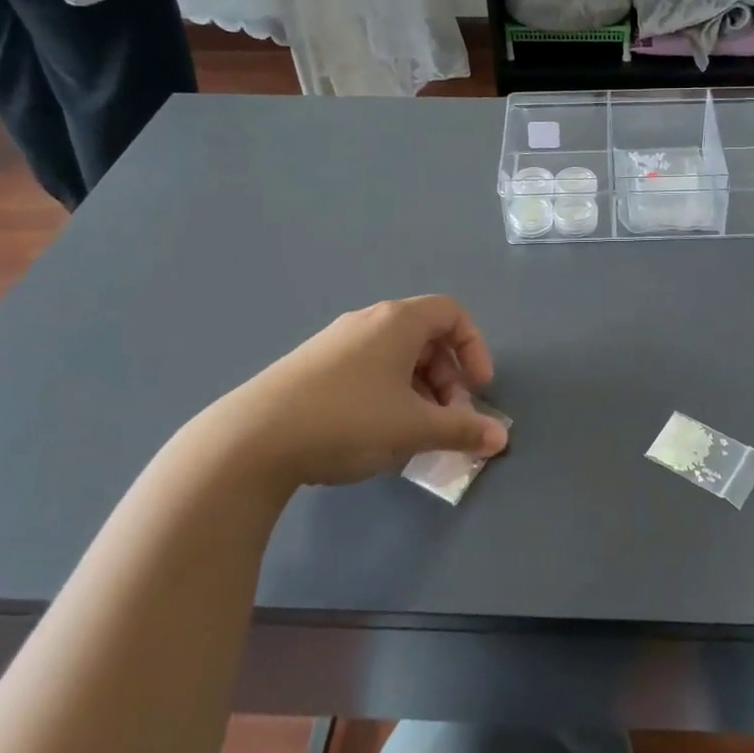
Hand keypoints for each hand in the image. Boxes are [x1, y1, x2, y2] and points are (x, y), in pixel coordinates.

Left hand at [182, 296, 506, 492]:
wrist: (252, 439)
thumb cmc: (349, 420)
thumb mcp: (415, 428)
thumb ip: (463, 430)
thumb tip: (501, 438)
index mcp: (398, 322)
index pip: (452, 313)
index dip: (474, 348)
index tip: (478, 389)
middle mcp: (367, 322)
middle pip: (425, 336)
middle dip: (448, 377)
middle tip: (449, 418)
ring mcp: (335, 342)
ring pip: (395, 356)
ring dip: (419, 389)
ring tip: (415, 431)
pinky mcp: (311, 366)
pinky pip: (367, 369)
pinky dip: (388, 393)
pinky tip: (376, 433)